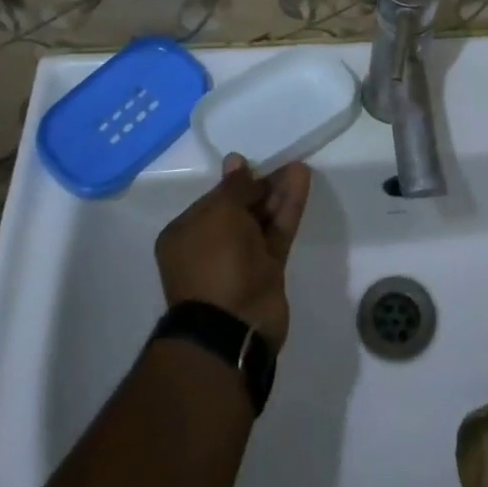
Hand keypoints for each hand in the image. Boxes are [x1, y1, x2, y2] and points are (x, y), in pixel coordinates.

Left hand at [155, 155, 310, 350]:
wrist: (233, 325)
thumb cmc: (215, 261)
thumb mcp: (220, 212)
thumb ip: (235, 186)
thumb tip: (236, 161)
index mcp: (185, 234)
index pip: (213, 199)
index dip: (236, 181)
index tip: (256, 164)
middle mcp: (210, 246)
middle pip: (240, 208)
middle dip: (261, 186)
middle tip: (283, 163)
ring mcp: (240, 261)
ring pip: (262, 219)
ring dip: (279, 193)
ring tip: (298, 167)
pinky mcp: (267, 271)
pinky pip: (277, 232)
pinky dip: (289, 209)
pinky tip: (301, 181)